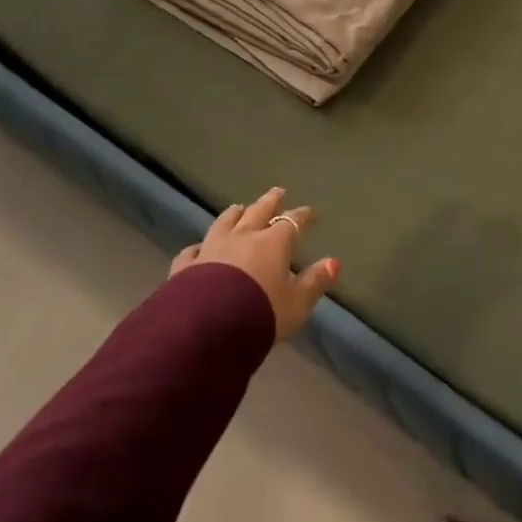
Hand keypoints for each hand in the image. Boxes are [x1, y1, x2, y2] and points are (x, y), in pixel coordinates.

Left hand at [170, 187, 338, 339]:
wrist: (207, 330)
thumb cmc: (261, 314)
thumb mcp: (296, 304)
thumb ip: (315, 282)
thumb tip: (334, 262)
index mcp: (273, 243)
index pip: (292, 222)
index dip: (303, 216)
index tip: (311, 213)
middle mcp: (243, 237)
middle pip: (259, 211)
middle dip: (270, 201)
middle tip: (278, 191)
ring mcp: (213, 248)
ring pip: (225, 222)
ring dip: (235, 214)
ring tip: (239, 207)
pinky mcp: (187, 265)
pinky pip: (194, 250)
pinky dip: (200, 246)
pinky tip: (199, 247)